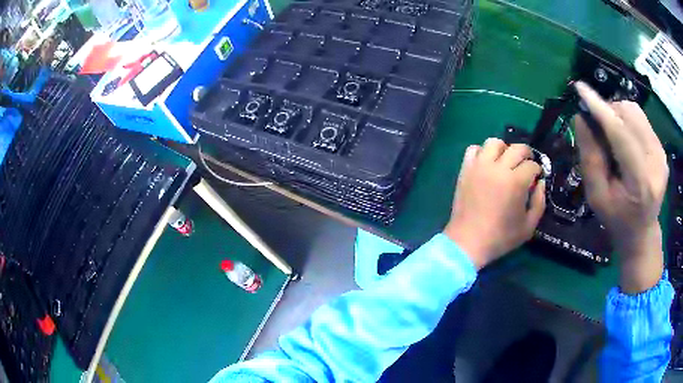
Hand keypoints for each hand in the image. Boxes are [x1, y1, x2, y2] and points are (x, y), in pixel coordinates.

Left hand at [444, 138, 545, 268]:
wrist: (468, 242)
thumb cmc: (501, 237)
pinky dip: (482, 152)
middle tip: (526, 166)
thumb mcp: (529, 226)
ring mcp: (479, 166)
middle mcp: (498, 168)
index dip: (537, 171)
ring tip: (506, 162)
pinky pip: (473, 149)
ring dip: (504, 149)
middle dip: (526, 154)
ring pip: (494, 142)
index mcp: (516, 182)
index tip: (535, 179)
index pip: (532, 165)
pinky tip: (487, 164)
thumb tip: (541, 183)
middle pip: (517, 148)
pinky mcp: (465, 169)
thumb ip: (540, 202)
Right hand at [574, 81, 667, 293]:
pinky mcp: (662, 149)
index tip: (580, 88)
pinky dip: (627, 120)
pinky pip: (641, 119)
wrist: (642, 233)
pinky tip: (624, 139)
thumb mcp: (596, 196)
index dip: (599, 108)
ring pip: (635, 112)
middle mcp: (656, 163)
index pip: (620, 133)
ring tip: (612, 135)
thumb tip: (581, 117)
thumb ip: (589, 157)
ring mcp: (661, 154)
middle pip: (629, 116)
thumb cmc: (616, 219)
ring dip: (618, 114)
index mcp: (640, 182)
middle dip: (608, 112)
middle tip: (597, 128)